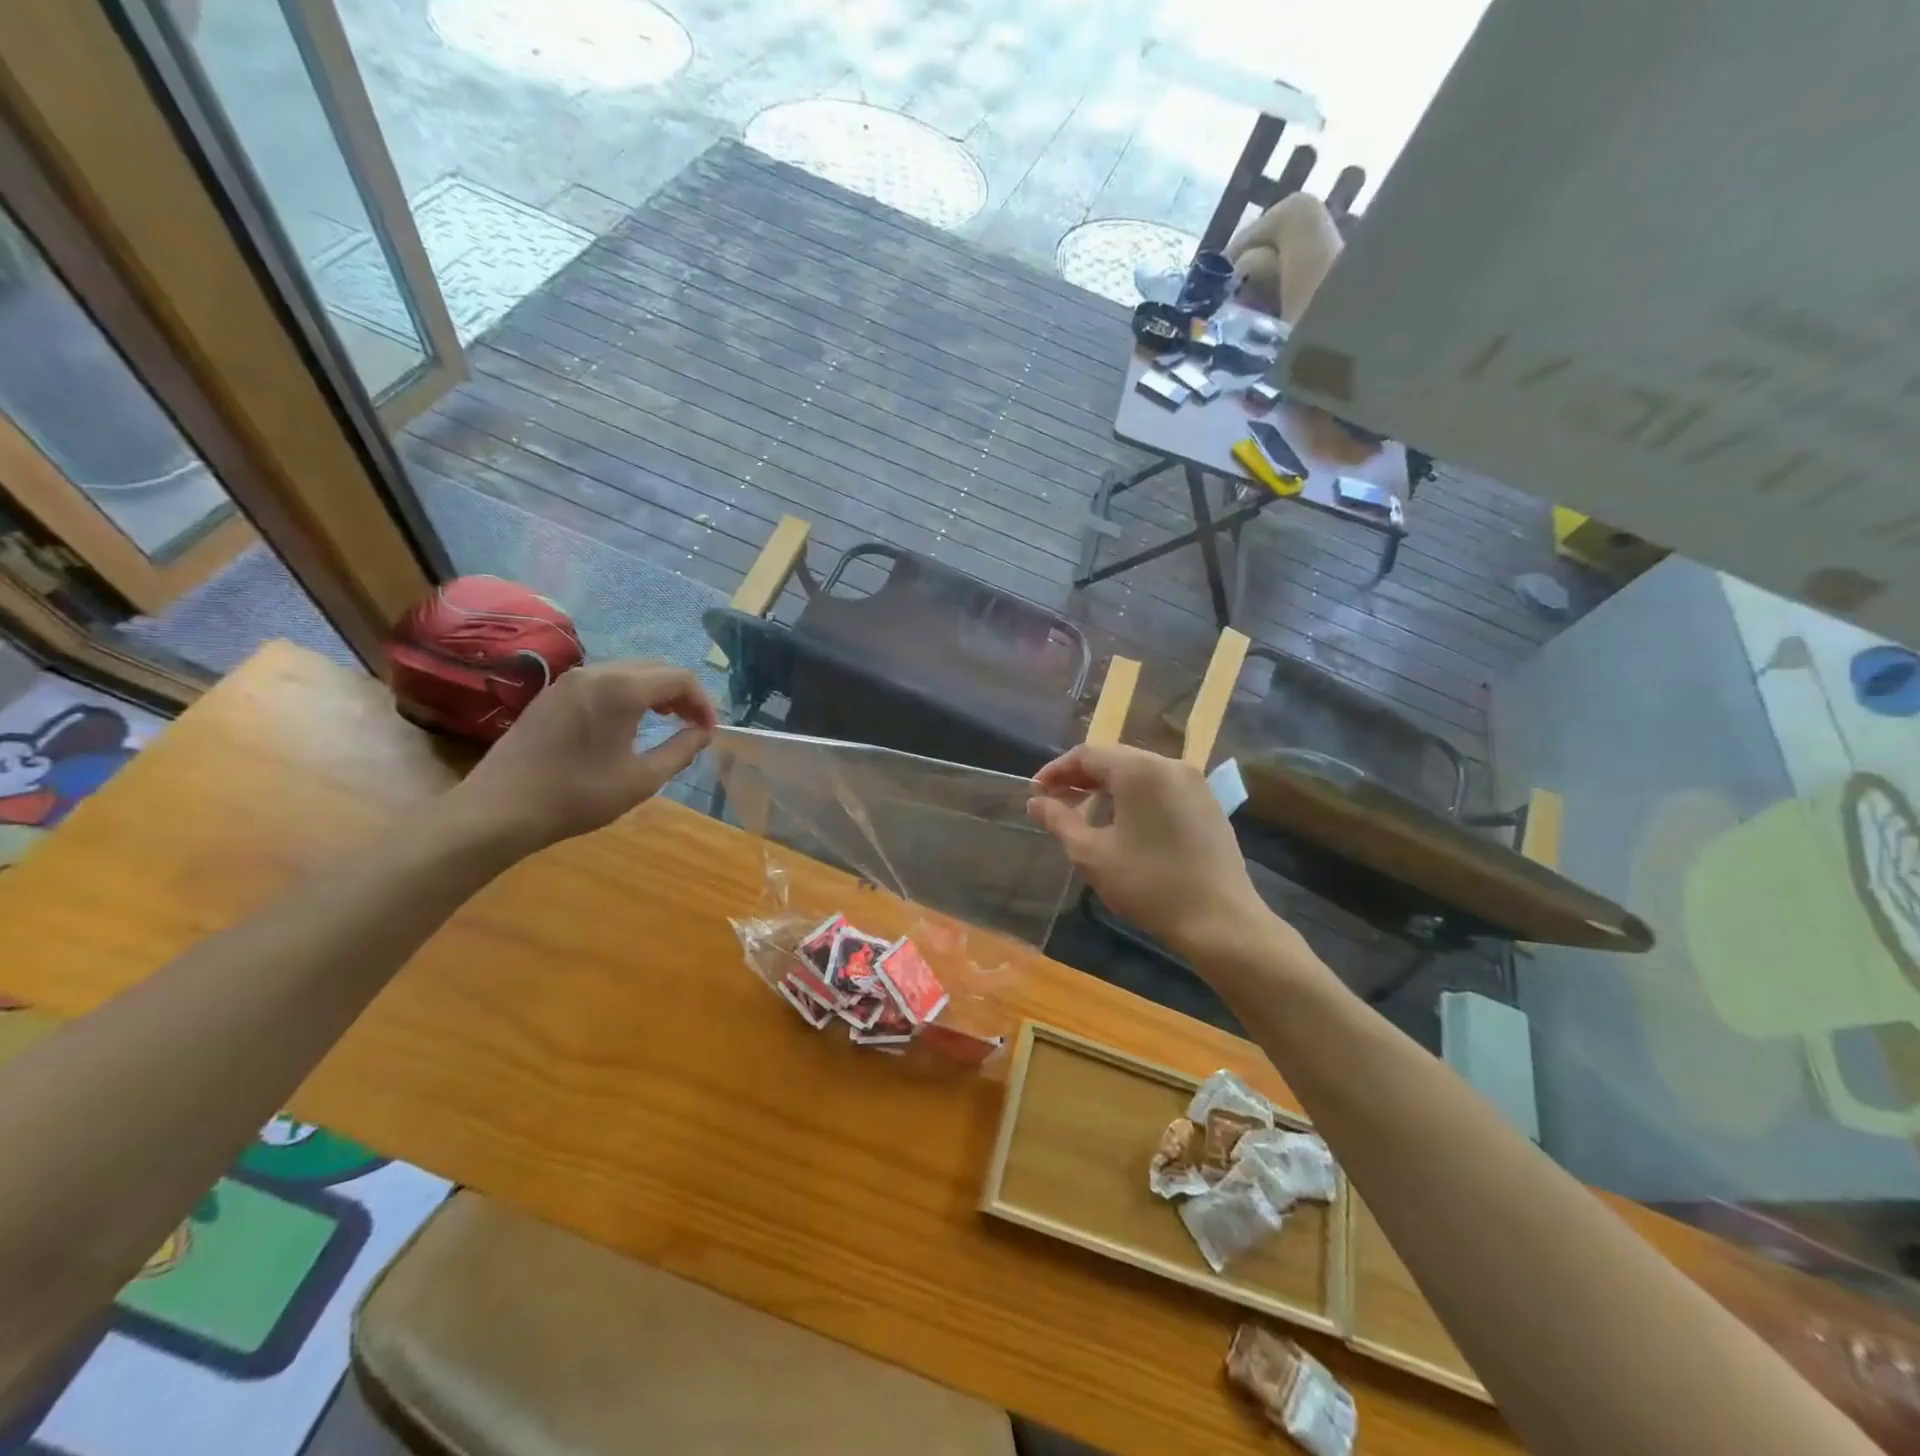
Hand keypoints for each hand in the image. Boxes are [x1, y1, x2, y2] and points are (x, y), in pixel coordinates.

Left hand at [446, 662, 717, 849]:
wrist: (500, 809)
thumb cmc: (578, 795)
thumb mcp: (642, 779)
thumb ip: (681, 750)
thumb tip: (703, 733)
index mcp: (622, 689)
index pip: (680, 678)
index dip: (703, 702)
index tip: (709, 731)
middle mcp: (596, 672)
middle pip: (655, 668)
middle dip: (681, 693)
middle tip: (693, 724)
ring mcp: (569, 680)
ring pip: (627, 671)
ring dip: (654, 691)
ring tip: (665, 720)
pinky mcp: (551, 694)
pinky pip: (602, 680)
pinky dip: (626, 693)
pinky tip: (626, 721)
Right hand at [1028, 744, 1268, 959]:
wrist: (1220, 920)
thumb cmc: (1148, 883)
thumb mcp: (1092, 854)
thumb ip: (1059, 821)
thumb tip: (1036, 802)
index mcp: (1139, 769)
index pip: (1087, 754)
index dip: (1056, 771)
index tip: (1036, 793)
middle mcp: (1169, 764)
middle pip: (1115, 759)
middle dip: (1081, 778)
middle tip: (1056, 803)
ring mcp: (1194, 783)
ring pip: (1139, 772)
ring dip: (1108, 787)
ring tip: (1086, 814)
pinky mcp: (1208, 803)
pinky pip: (1162, 787)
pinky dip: (1136, 797)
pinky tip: (1124, 824)